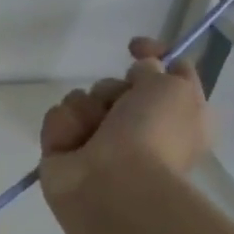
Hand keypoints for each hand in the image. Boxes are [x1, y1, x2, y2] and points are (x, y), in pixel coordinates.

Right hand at [38, 38, 212, 214]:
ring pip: (82, 98)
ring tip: (91, 133)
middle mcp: (137, 127)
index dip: (152, 54)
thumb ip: (156, 67)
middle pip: (116, 85)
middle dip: (112, 90)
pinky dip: (63, 127)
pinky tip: (71, 145)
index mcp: (176, 115)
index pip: (166, 72)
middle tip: (117, 109)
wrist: (111, 186)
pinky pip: (57, 118)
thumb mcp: (174, 87)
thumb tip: (139, 70)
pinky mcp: (63, 150)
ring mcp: (97, 140)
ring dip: (86, 109)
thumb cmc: (152, 135)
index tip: (133, 47)